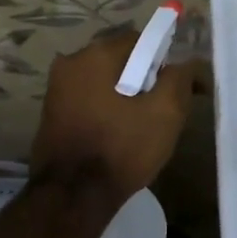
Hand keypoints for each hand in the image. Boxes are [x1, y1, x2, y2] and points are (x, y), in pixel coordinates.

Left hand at [31, 29, 192, 201]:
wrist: (71, 196)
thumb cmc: (121, 149)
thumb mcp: (165, 113)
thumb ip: (180, 79)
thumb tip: (186, 63)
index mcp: (95, 55)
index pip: (140, 41)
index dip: (163, 61)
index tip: (176, 89)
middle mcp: (69, 64)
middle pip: (119, 61)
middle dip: (143, 79)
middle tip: (161, 111)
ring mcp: (56, 90)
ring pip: (103, 83)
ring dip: (123, 97)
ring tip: (140, 128)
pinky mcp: (51, 114)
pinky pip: (88, 101)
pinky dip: (105, 110)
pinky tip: (116, 136)